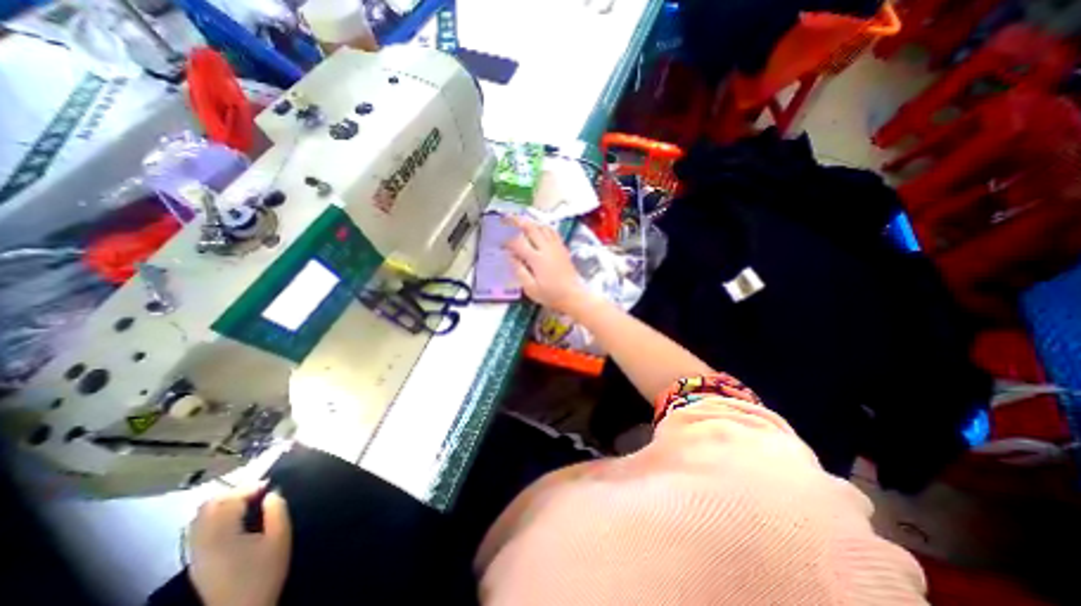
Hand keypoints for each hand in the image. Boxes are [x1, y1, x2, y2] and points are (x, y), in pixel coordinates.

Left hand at [187, 486, 291, 605]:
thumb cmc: (264, 572)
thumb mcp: (280, 536)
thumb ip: (277, 509)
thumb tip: (272, 493)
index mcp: (222, 535)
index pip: (229, 500)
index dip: (249, 487)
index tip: (270, 484)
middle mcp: (201, 543)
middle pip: (208, 507)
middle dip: (233, 493)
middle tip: (258, 491)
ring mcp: (196, 554)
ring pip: (200, 519)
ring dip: (223, 505)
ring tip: (248, 503)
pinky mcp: (197, 562)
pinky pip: (199, 531)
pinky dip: (216, 518)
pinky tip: (236, 520)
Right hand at [506, 215, 589, 311]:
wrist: (573, 296)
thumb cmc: (551, 295)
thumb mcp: (531, 288)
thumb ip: (519, 271)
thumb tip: (510, 257)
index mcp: (537, 259)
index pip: (518, 243)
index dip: (507, 241)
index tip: (501, 244)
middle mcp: (546, 248)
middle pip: (531, 228)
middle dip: (517, 221)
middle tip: (507, 219)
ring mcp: (556, 247)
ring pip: (542, 227)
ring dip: (530, 222)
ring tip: (521, 222)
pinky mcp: (563, 248)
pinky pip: (552, 232)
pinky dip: (543, 227)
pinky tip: (539, 229)